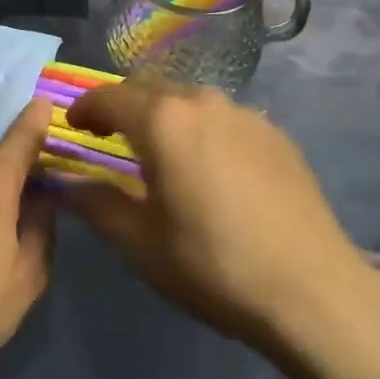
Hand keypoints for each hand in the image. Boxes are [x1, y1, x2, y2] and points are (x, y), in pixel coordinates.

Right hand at [63, 81, 379, 350]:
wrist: (312, 289)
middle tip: (109, 136)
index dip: (86, 108)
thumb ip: (97, 205)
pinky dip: (201, 129)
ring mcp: (246, 114)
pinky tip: (209, 167)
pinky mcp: (275, 133)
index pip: (110, 97)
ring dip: (164, 115)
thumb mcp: (141, 243)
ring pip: (190, 100)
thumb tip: (67, 186)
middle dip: (123, 106)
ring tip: (160, 151)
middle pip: (150, 88)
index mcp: (164, 121)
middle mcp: (203, 102)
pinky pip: (224, 118)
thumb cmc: (213, 265)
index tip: (74, 126)